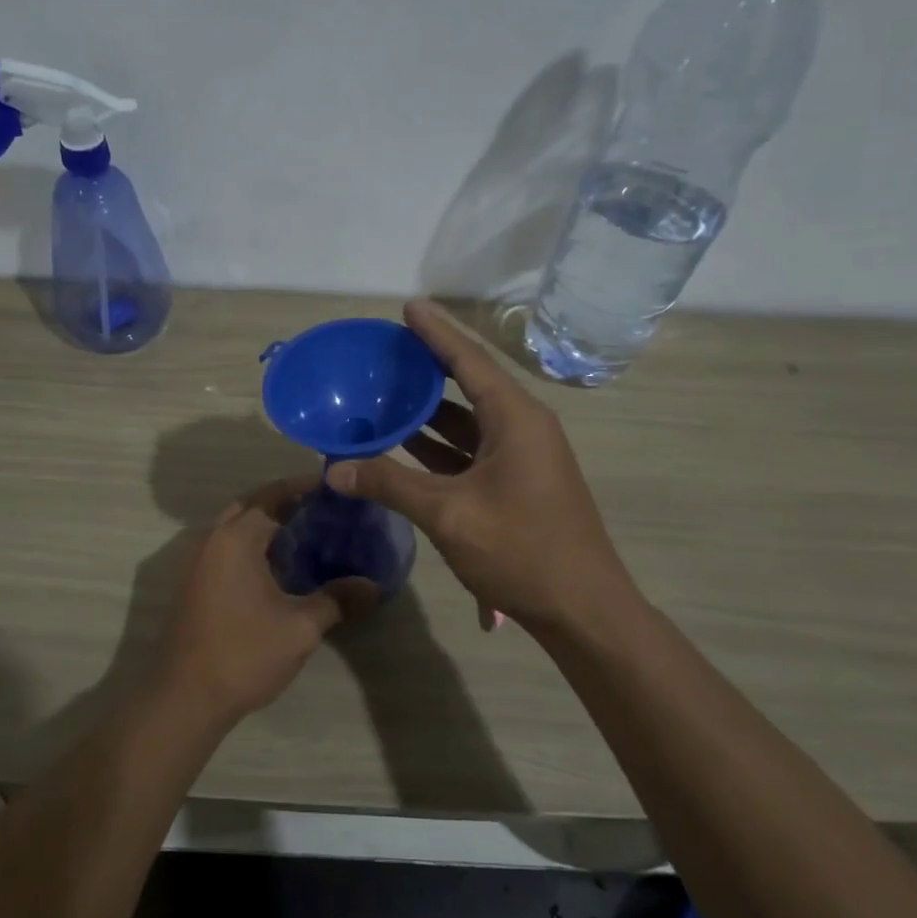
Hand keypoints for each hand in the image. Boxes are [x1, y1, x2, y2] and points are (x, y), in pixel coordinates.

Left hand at [151, 477, 375, 727]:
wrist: (185, 698)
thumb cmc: (244, 655)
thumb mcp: (300, 628)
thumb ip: (337, 600)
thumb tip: (374, 585)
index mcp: (236, 539)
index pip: (273, 496)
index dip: (304, 489)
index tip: (333, 487)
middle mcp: (212, 539)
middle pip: (250, 505)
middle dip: (283, 500)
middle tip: (321, 508)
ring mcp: (197, 561)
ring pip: (234, 526)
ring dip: (264, 521)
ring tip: (304, 532)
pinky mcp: (193, 583)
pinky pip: (225, 547)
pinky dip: (250, 543)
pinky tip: (275, 565)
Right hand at [328, 301, 640, 635]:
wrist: (582, 610)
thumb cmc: (521, 551)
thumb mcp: (448, 514)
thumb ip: (389, 485)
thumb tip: (333, 469)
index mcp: (515, 419)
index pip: (469, 361)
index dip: (436, 332)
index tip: (408, 307)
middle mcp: (522, 427)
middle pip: (469, 383)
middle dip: (428, 367)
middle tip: (387, 351)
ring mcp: (522, 457)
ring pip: (469, 419)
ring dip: (430, 409)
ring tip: (385, 392)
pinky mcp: (516, 482)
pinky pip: (471, 448)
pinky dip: (439, 443)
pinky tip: (404, 444)